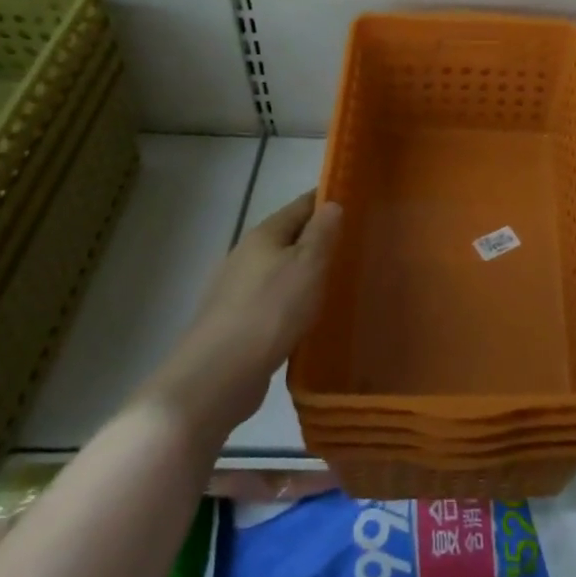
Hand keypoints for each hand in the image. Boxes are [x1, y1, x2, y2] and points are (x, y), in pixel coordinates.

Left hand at [135, 192, 341, 433]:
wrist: (217, 376)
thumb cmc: (270, 311)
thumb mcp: (307, 265)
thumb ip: (322, 233)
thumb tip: (332, 203)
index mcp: (264, 235)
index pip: (301, 205)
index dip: (327, 200)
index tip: (358, 202)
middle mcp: (246, 255)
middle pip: (289, 237)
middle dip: (319, 238)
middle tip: (356, 245)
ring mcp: (236, 290)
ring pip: (280, 271)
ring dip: (305, 272)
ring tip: (339, 281)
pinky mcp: (236, 323)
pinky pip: (273, 301)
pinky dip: (293, 301)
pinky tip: (309, 316)